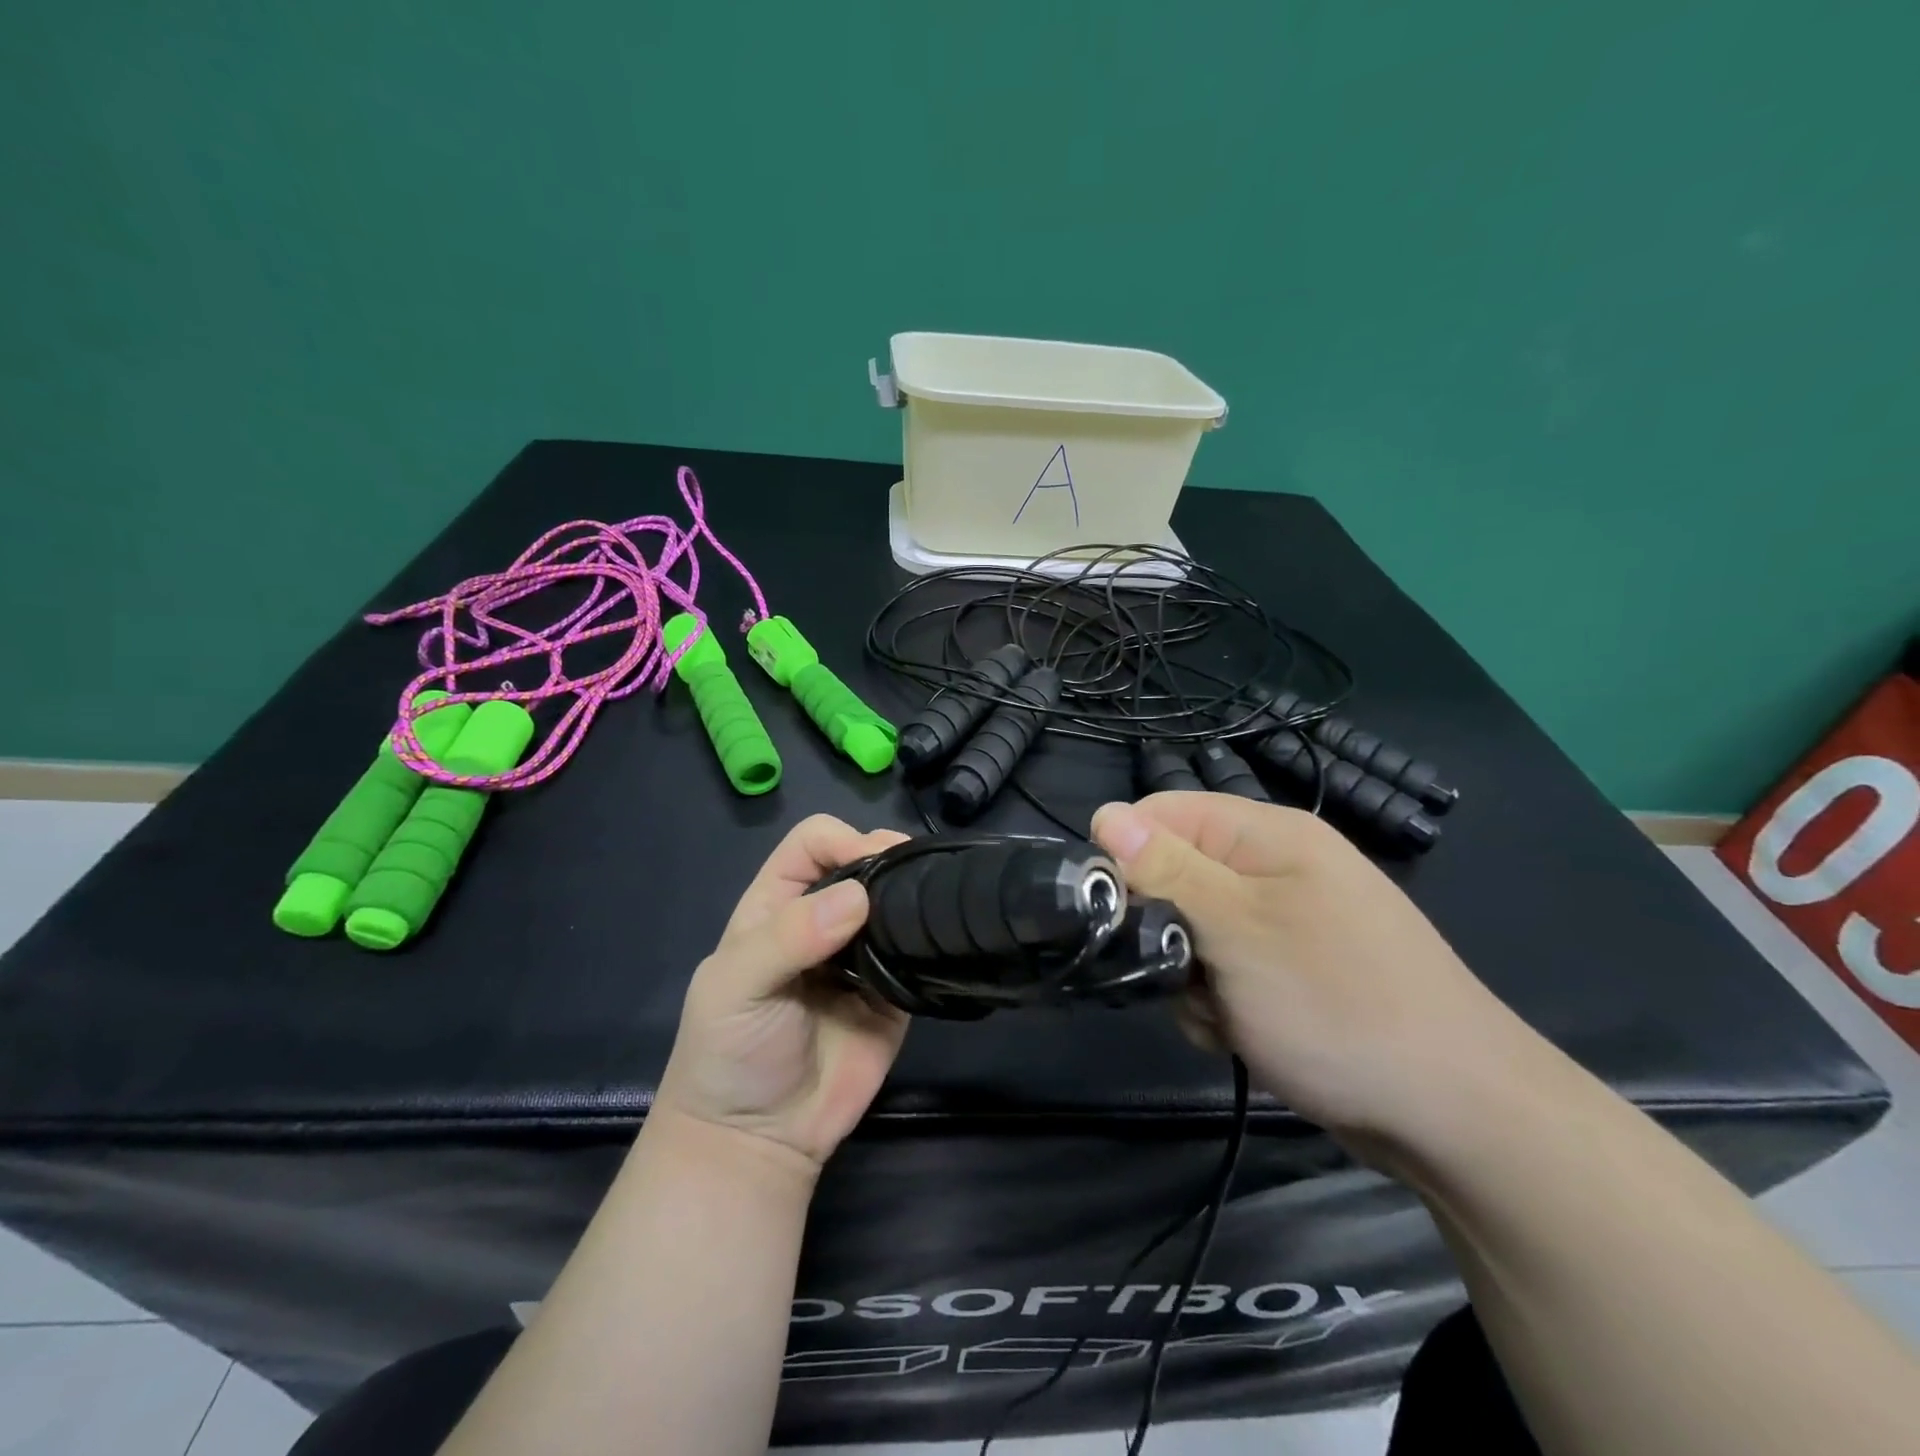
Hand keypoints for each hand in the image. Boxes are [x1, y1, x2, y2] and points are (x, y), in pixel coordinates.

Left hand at [654, 815, 911, 1168]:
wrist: (757, 1143)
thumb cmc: (728, 1053)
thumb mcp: (736, 987)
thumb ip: (789, 937)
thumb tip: (859, 897)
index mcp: (777, 904)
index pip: (812, 843)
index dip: (842, 839)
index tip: (871, 861)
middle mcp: (822, 920)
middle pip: (862, 863)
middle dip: (888, 857)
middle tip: (914, 875)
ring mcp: (862, 955)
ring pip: (895, 902)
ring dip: (915, 892)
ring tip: (935, 900)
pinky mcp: (894, 992)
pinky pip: (917, 952)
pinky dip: (931, 939)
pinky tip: (943, 936)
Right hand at [1090, 793, 1527, 1154]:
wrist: (1457, 1116)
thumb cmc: (1337, 1004)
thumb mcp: (1237, 930)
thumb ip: (1167, 870)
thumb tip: (1105, 814)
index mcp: (1268, 836)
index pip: (1163, 812)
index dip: (1128, 852)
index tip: (1116, 908)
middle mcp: (1275, 869)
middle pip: (1174, 874)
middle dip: (1160, 928)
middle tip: (1177, 971)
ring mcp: (1285, 924)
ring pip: (1192, 931)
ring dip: (1186, 975)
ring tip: (1217, 1012)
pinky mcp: (1289, 974)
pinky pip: (1223, 972)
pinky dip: (1216, 1002)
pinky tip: (1236, 1033)